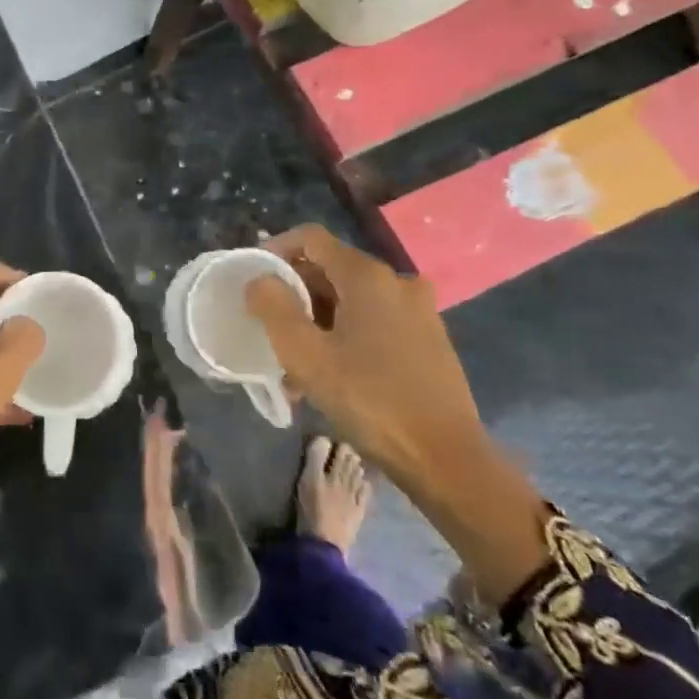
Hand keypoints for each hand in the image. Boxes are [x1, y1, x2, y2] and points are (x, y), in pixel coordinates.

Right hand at [243, 225, 481, 483]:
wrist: (446, 459)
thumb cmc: (368, 399)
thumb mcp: (304, 354)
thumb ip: (273, 307)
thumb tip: (259, 280)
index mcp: (367, 276)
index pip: (311, 238)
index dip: (275, 250)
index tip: (253, 280)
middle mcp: (397, 282)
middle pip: (331, 269)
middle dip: (294, 294)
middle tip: (268, 328)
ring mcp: (419, 311)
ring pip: (351, 300)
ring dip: (317, 321)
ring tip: (294, 362)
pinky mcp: (429, 340)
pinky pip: (374, 322)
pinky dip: (345, 335)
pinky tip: (331, 375)